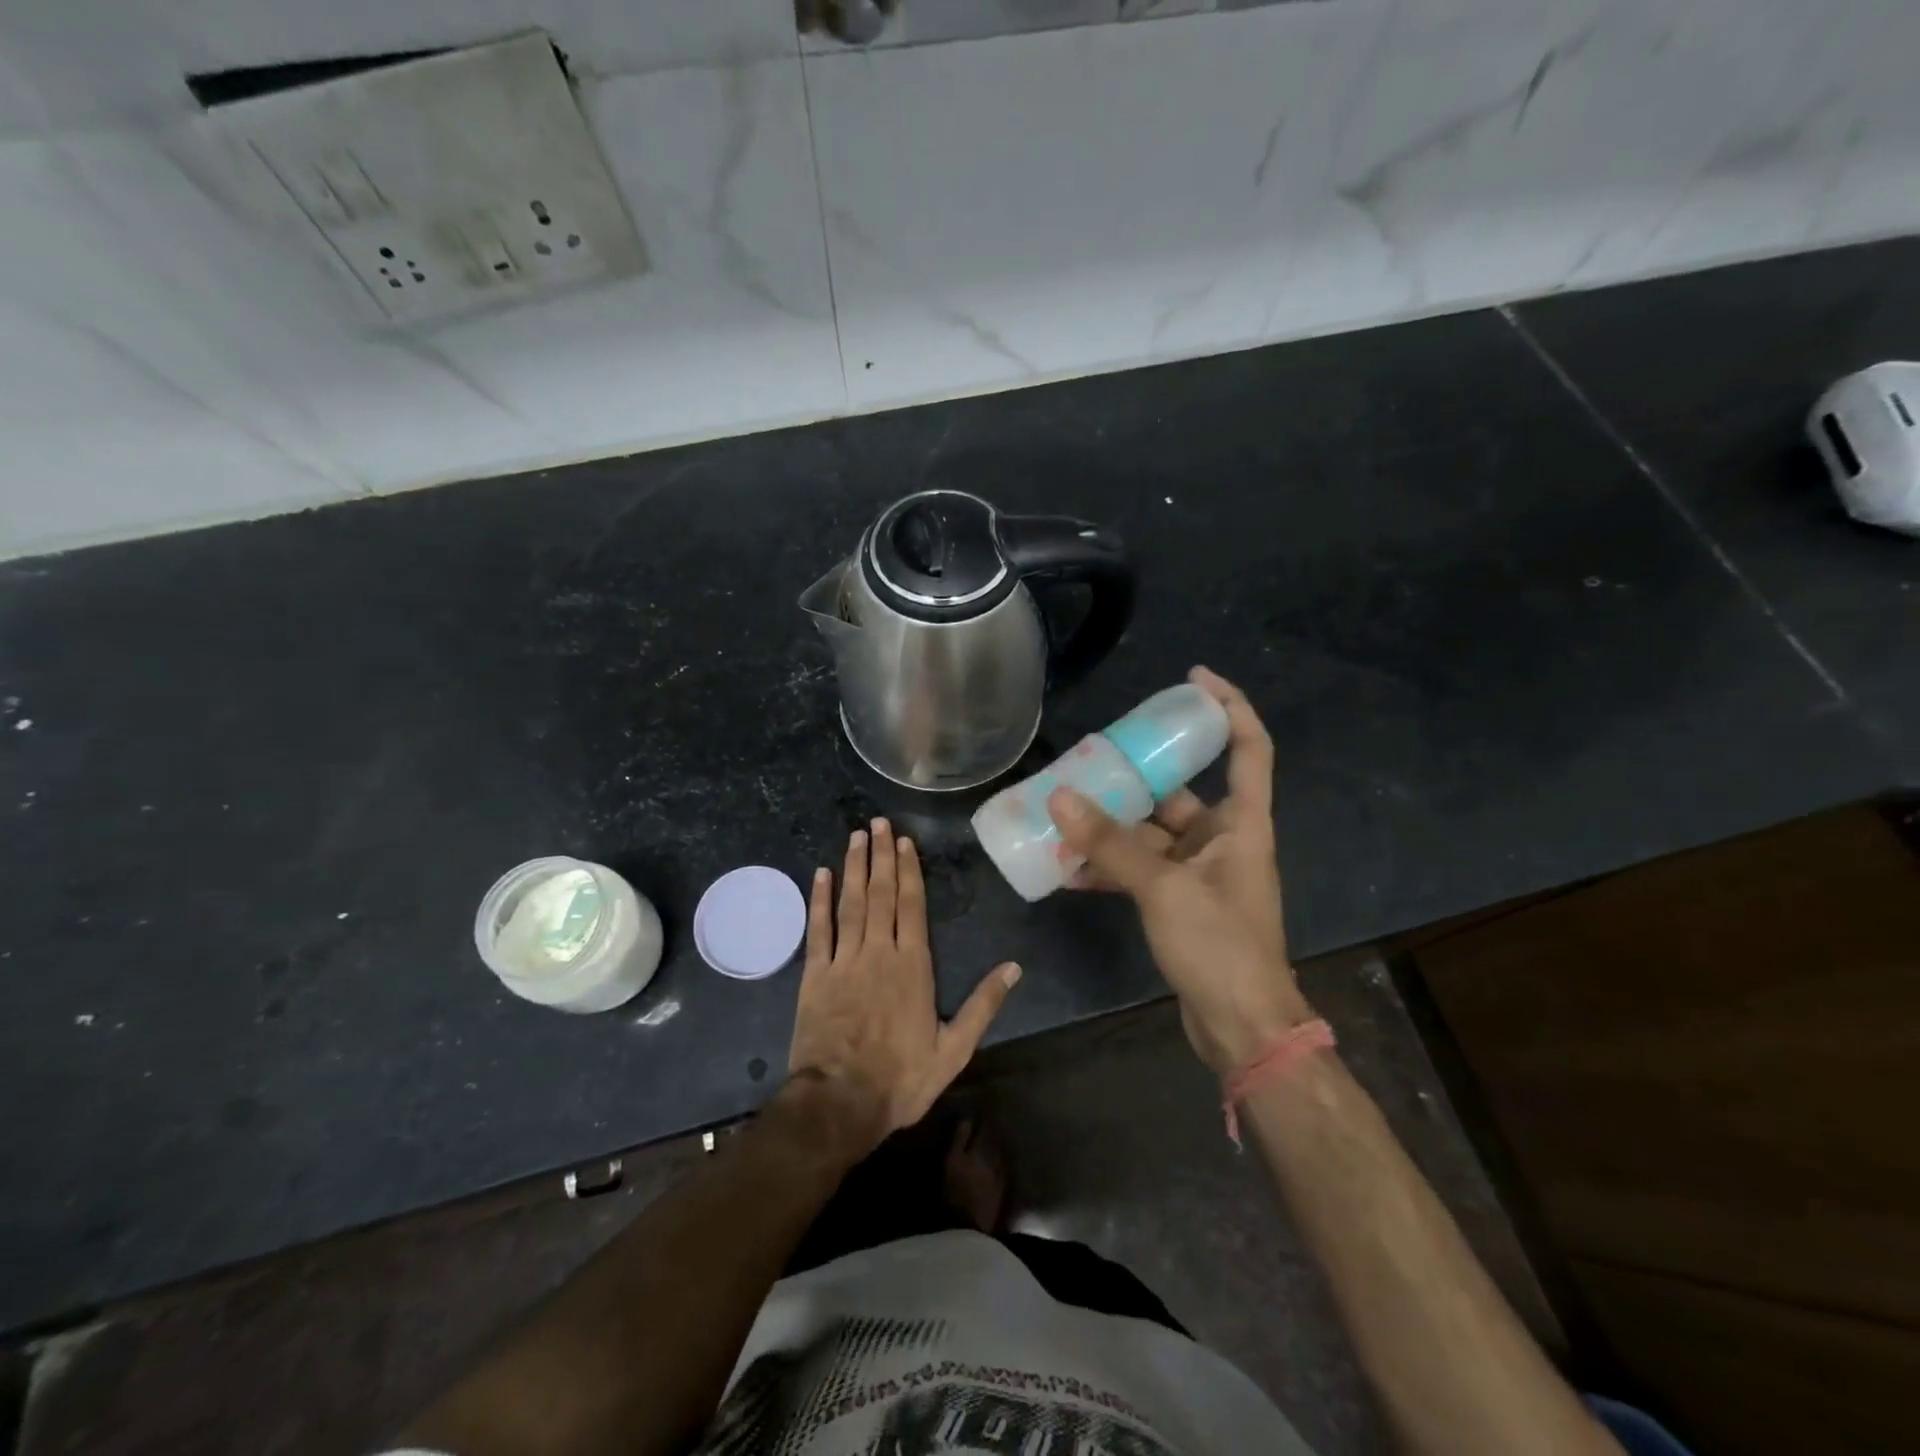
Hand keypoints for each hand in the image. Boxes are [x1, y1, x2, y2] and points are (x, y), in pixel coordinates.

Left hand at [788, 818, 1020, 1148]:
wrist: (840, 1103)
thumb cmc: (901, 1078)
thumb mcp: (954, 1049)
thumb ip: (983, 1005)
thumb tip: (1014, 968)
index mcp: (912, 965)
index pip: (912, 906)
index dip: (908, 871)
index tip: (904, 841)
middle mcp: (878, 952)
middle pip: (880, 894)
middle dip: (881, 855)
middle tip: (878, 823)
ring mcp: (843, 960)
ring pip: (850, 903)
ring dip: (854, 867)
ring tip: (856, 836)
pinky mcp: (815, 975)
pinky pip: (818, 929)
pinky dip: (819, 900)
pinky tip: (821, 874)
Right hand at [1049, 667, 1311, 1073]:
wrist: (1241, 1028)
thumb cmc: (1220, 946)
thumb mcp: (1163, 888)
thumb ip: (1111, 844)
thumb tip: (1061, 797)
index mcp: (1241, 822)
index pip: (1249, 747)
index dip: (1228, 706)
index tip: (1192, 680)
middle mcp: (1222, 839)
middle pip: (1178, 790)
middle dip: (1134, 775)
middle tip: (1089, 756)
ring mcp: (1198, 873)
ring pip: (1149, 834)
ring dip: (1110, 827)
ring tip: (1062, 811)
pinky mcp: (1178, 903)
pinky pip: (1138, 870)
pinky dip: (1108, 868)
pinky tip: (1066, 870)